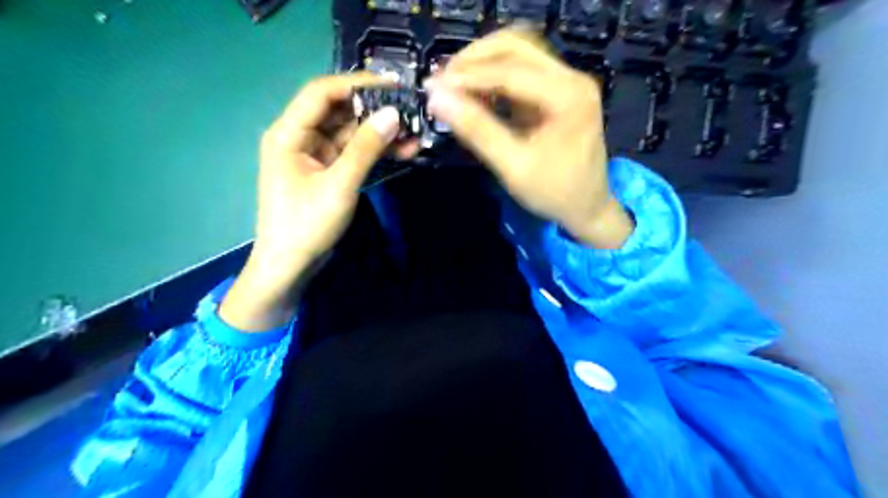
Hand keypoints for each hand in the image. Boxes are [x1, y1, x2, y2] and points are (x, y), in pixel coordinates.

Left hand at [220, 71, 405, 330]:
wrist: (291, 266)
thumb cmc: (306, 225)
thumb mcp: (339, 184)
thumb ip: (366, 148)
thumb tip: (393, 114)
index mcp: (289, 133)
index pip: (322, 92)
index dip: (357, 83)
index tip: (393, 84)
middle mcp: (300, 138)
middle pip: (339, 111)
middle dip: (374, 110)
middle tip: (410, 109)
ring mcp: (315, 156)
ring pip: (350, 134)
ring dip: (379, 132)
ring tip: (414, 131)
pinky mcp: (328, 173)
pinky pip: (354, 154)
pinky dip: (375, 152)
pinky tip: (404, 150)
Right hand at [428, 27, 631, 248]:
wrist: (587, 207)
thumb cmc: (554, 193)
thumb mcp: (514, 167)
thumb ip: (478, 131)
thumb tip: (438, 99)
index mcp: (568, 96)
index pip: (510, 71)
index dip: (468, 75)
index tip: (434, 85)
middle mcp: (571, 79)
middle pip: (516, 46)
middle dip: (474, 59)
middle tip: (442, 81)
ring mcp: (566, 83)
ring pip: (518, 52)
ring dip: (482, 63)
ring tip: (453, 84)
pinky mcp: (557, 92)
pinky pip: (520, 71)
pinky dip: (493, 76)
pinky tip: (474, 92)